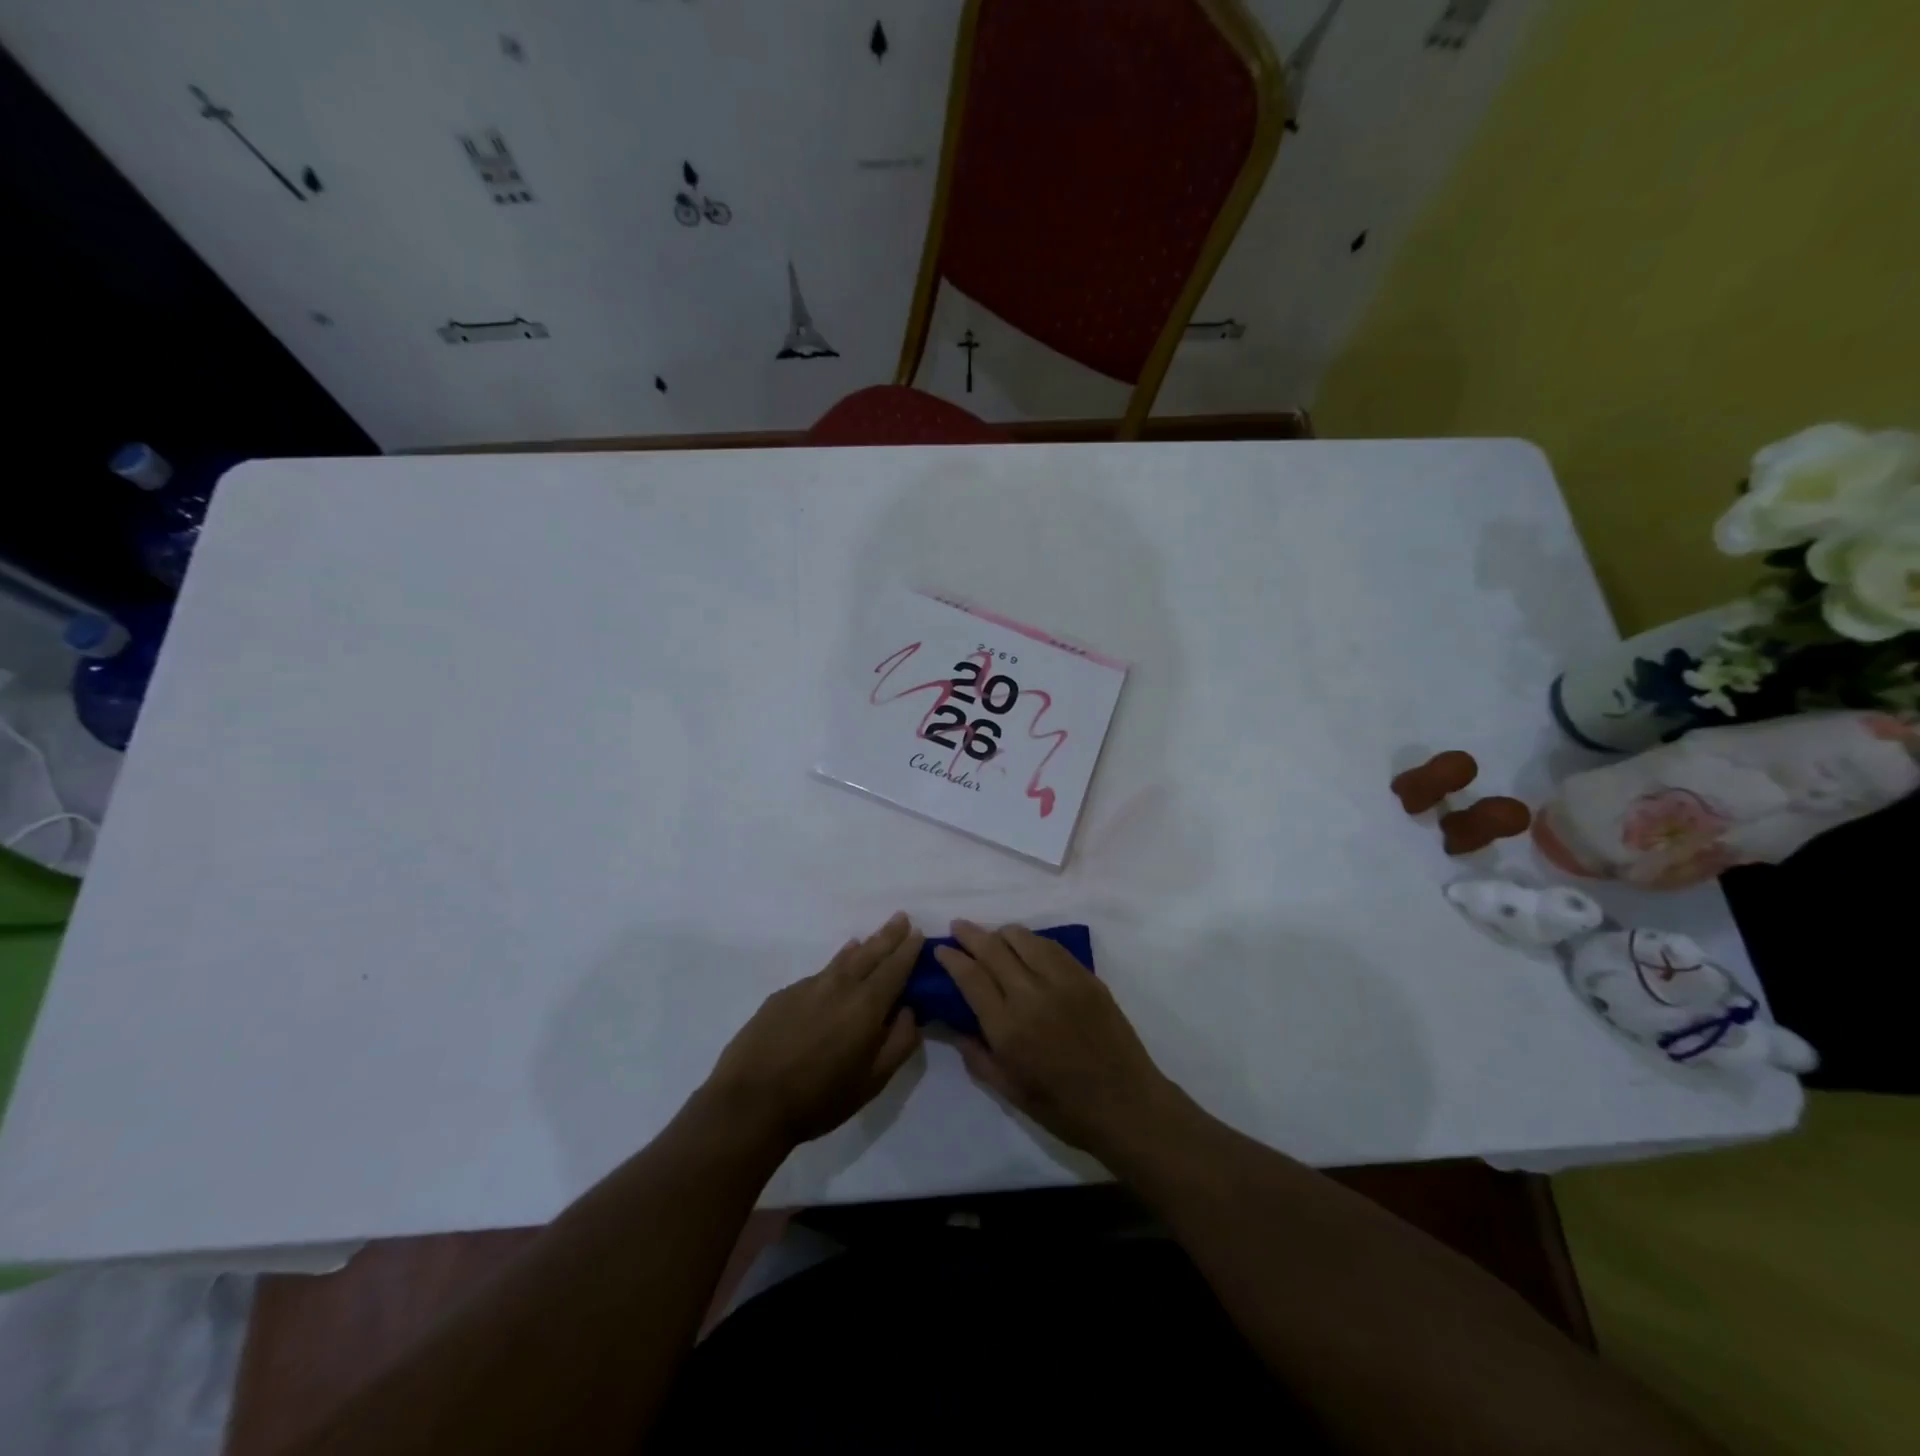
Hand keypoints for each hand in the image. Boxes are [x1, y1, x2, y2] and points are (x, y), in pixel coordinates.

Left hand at [700, 913, 923, 1148]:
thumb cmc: (819, 1099)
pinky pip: (818, 973)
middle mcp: (839, 986)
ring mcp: (808, 987)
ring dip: (862, 946)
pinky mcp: (783, 995)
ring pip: (842, 960)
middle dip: (888, 935)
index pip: (895, 968)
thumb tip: (910, 1011)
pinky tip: (835, 969)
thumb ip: (899, 1043)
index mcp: (866, 1006)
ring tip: (870, 938)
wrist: (750, 1103)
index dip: (908, 950)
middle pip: (870, 953)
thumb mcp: (872, 1082)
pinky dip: (834, 965)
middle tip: (901, 917)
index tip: (919, 932)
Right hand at [935, 921, 1175, 1157]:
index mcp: (1008, 1028)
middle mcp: (1031, 995)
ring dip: (1001, 933)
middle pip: (993, 948)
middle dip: (970, 934)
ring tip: (992, 936)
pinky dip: (1032, 941)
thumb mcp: (1009, 1090)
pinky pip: (1052, 946)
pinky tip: (1026, 946)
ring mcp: (1062, 981)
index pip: (971, 977)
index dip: (952, 958)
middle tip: (958, 927)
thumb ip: (976, 1055)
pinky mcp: (1086, 977)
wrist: (1126, 1105)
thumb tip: (951, 1025)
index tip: (940, 949)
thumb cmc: (1062, 1107)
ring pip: (1023, 938)